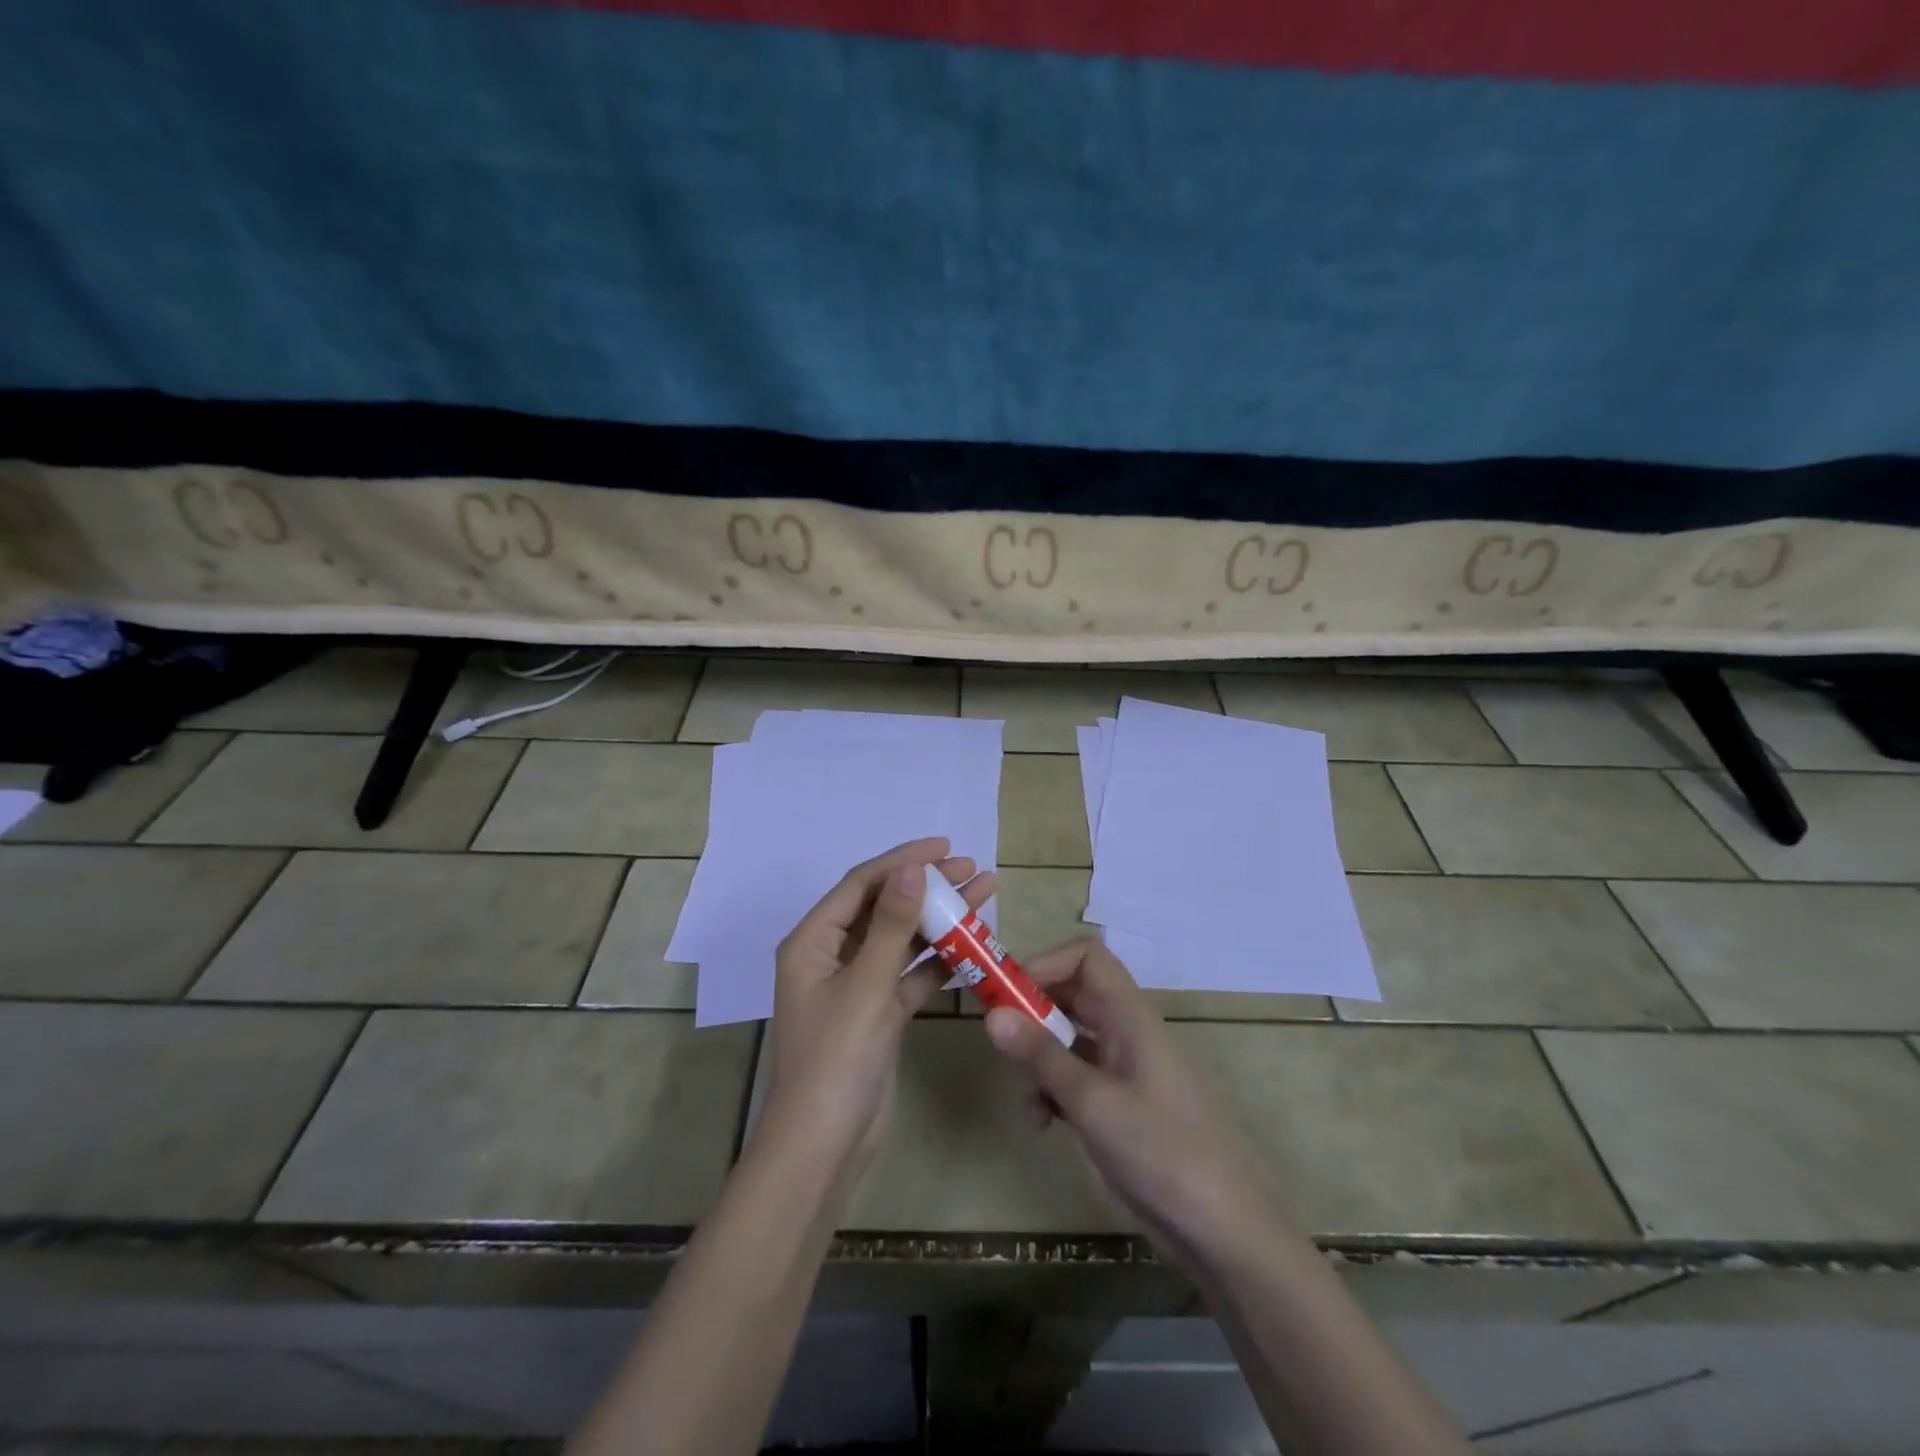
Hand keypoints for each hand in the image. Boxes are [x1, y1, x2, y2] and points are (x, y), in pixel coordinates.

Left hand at [755, 837, 995, 1185]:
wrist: (824, 1147)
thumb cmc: (836, 1059)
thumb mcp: (866, 985)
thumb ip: (891, 925)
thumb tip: (910, 866)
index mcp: (812, 942)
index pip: (861, 885)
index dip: (902, 860)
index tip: (945, 847)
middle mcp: (832, 956)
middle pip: (884, 907)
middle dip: (927, 887)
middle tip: (973, 870)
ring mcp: (856, 985)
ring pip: (901, 940)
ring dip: (939, 920)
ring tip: (984, 895)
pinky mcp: (878, 1012)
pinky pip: (910, 974)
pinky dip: (938, 960)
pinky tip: (973, 945)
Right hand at [982, 938, 1274, 1261]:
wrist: (1222, 1229)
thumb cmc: (1162, 1151)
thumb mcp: (1093, 1101)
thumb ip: (1041, 1055)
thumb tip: (991, 1014)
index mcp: (1129, 1016)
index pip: (1087, 957)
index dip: (1046, 963)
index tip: (1008, 993)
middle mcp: (1126, 1032)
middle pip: (1072, 995)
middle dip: (1033, 1013)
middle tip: (1000, 1041)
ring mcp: (1123, 1070)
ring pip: (1068, 1039)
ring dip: (1039, 1060)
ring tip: (1029, 1099)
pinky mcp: (1118, 1105)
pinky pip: (1075, 1077)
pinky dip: (1053, 1091)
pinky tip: (1045, 1124)